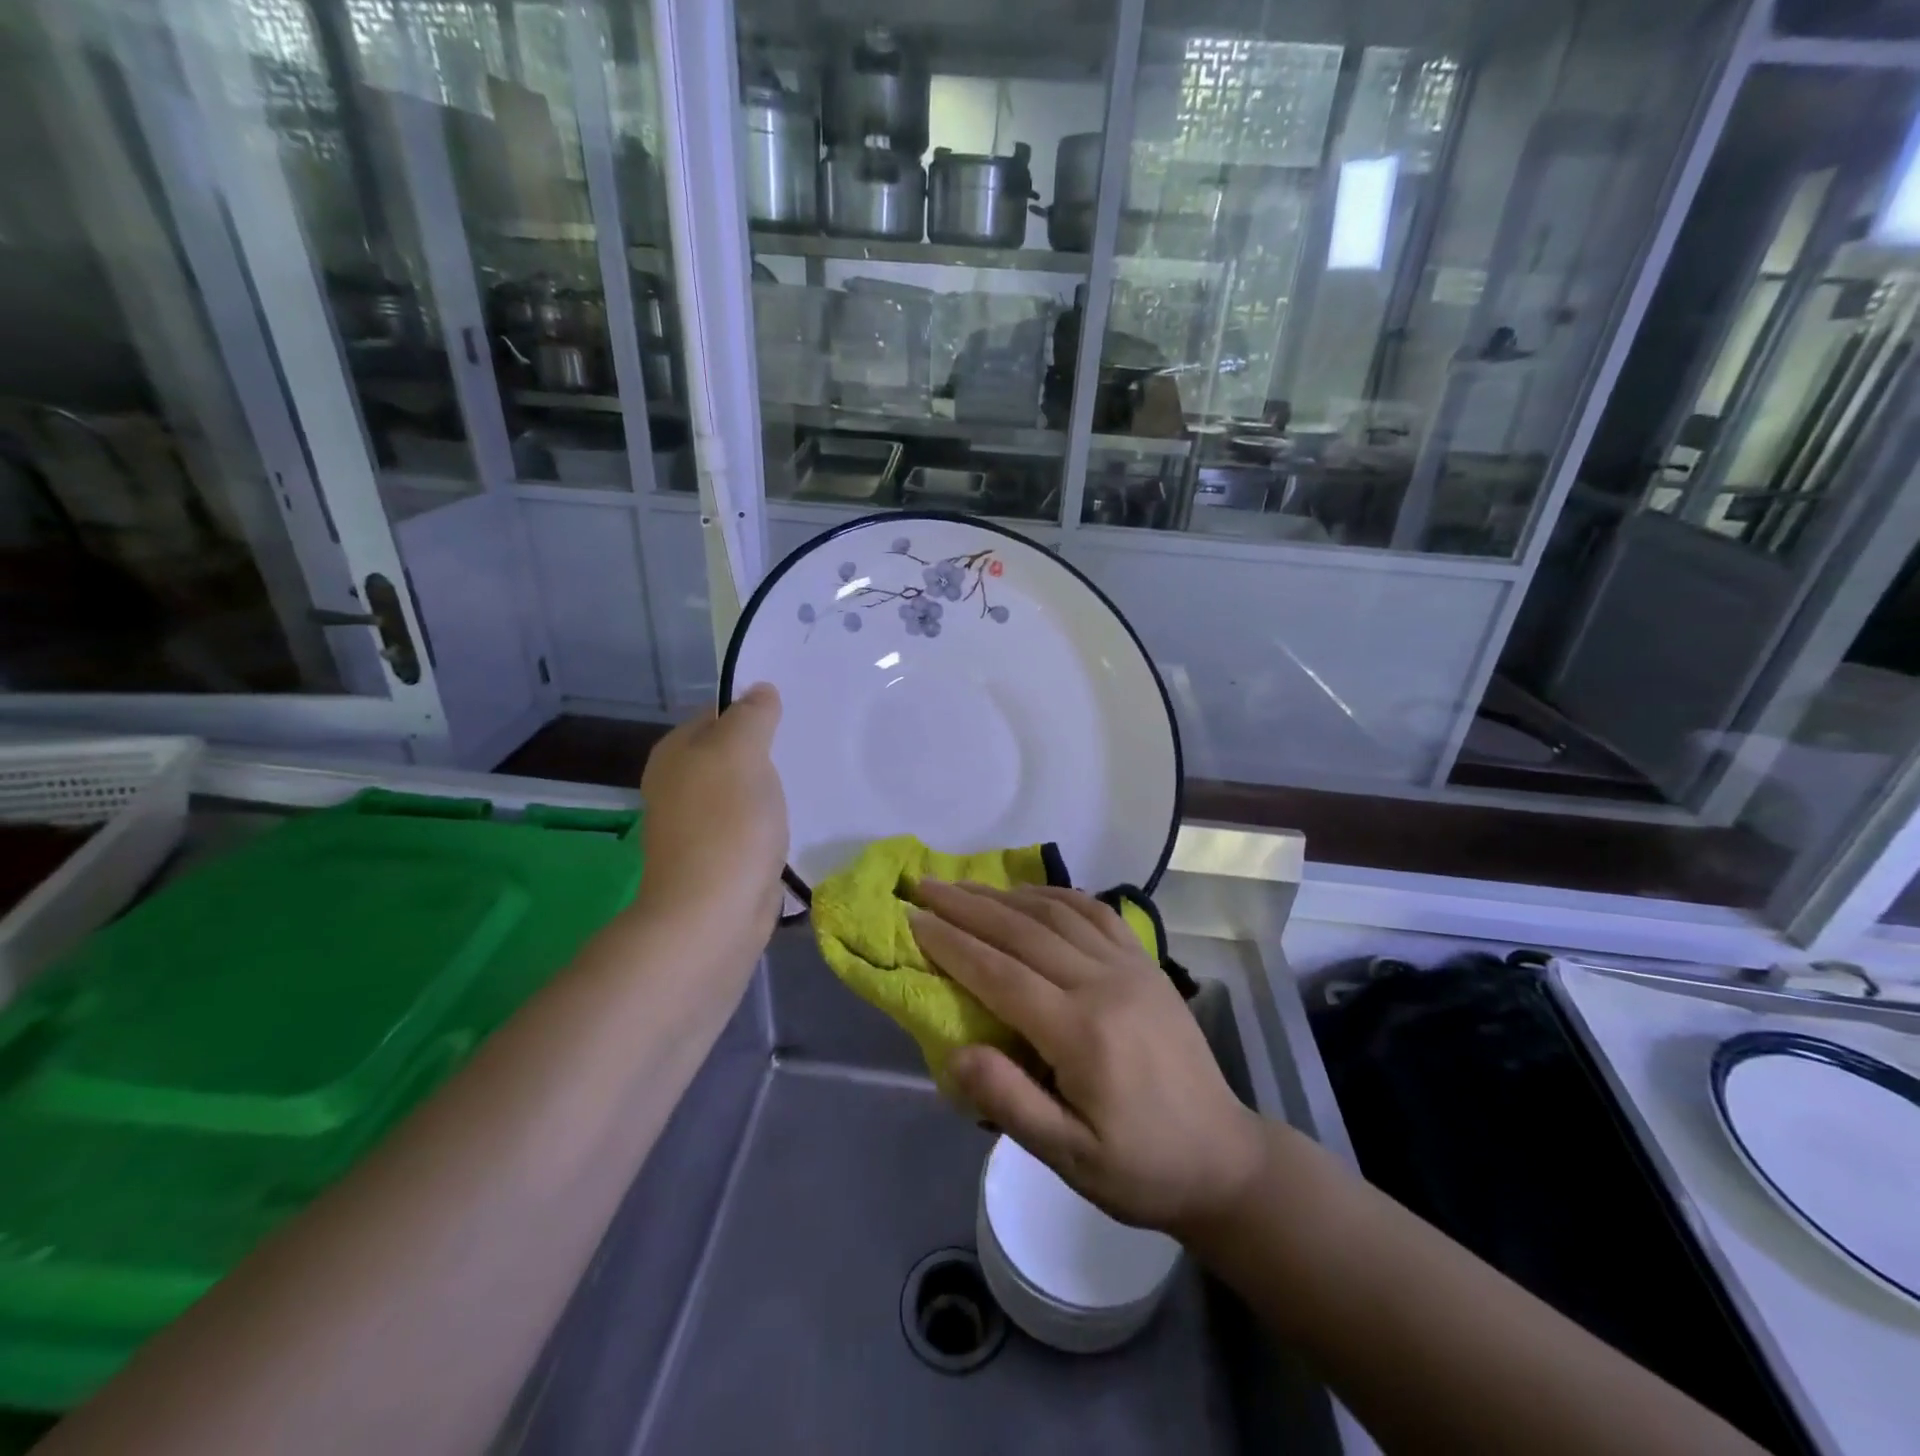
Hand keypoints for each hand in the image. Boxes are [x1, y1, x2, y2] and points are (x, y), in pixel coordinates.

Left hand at [636, 684, 787, 944]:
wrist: (714, 913)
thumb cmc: (727, 824)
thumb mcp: (740, 752)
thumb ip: (752, 716)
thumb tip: (760, 690)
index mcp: (676, 752)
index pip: (718, 712)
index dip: (753, 710)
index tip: (793, 715)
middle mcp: (679, 783)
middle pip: (730, 752)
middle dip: (766, 751)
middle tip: (807, 746)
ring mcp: (698, 823)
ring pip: (742, 789)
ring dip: (769, 788)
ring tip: (807, 781)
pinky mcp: (719, 856)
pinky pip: (749, 823)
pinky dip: (769, 821)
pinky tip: (793, 822)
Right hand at [910, 880, 1265, 1236]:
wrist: (1223, 1158)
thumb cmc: (1139, 1167)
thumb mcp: (1070, 1159)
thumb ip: (1010, 1103)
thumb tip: (956, 1053)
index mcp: (1082, 1032)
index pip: (1000, 974)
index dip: (951, 943)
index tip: (912, 918)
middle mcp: (1104, 984)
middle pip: (1022, 931)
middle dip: (966, 906)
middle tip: (924, 885)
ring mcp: (1130, 966)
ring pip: (1056, 913)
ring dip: (1004, 894)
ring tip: (963, 884)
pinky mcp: (1146, 963)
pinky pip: (1095, 912)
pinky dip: (1056, 894)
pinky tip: (1029, 892)